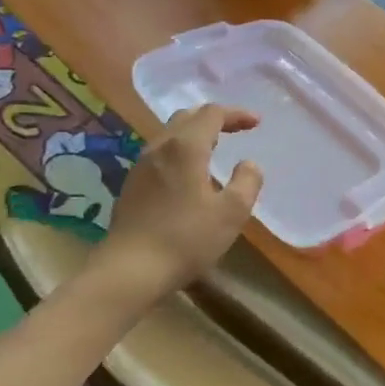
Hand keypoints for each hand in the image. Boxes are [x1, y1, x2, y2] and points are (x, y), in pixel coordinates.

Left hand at [85, 105, 263, 305]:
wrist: (128, 271)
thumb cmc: (186, 239)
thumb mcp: (232, 213)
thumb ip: (247, 182)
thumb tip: (248, 164)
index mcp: (186, 147)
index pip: (212, 113)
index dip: (236, 114)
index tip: (256, 123)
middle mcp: (160, 148)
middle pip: (187, 117)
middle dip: (214, 118)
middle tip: (236, 129)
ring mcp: (141, 166)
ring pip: (170, 134)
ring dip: (195, 133)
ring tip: (214, 147)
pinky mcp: (131, 185)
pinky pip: (160, 154)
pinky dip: (180, 150)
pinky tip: (188, 173)